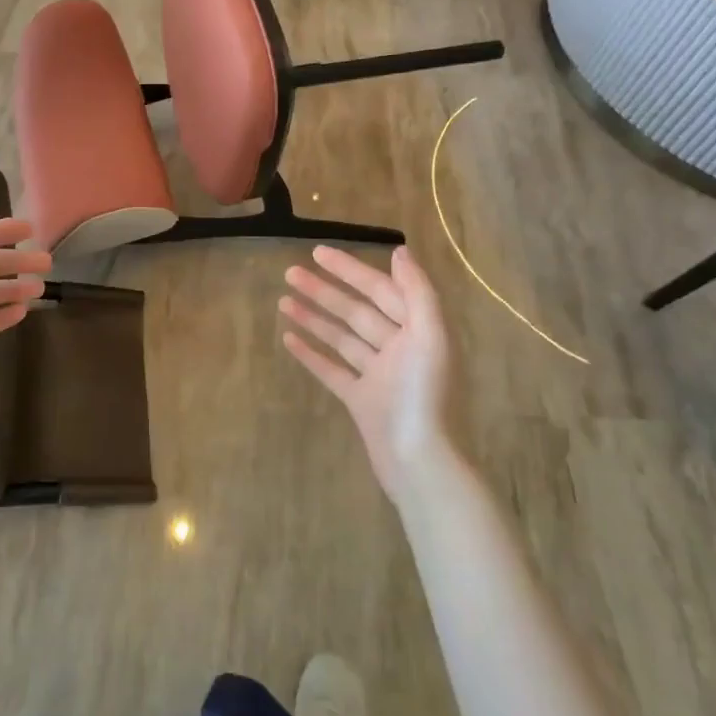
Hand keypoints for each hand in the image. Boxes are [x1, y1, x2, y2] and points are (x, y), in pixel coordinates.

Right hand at [280, 245, 453, 498]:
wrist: (421, 465)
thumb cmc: (425, 397)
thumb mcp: (431, 338)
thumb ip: (417, 292)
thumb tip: (399, 250)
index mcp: (419, 331)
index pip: (381, 290)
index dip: (351, 270)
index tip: (318, 253)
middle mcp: (399, 348)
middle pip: (357, 311)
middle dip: (325, 290)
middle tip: (290, 272)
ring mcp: (378, 376)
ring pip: (342, 337)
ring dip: (314, 318)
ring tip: (283, 300)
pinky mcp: (361, 401)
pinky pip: (332, 370)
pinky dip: (312, 354)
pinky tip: (288, 339)